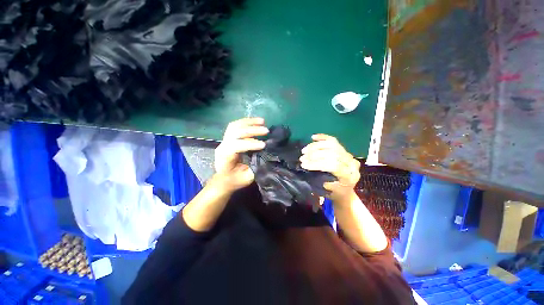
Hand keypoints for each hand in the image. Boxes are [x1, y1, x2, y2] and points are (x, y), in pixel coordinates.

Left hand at [213, 118, 268, 192]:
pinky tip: (256, 122)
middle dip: (252, 130)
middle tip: (266, 131)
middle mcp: (222, 146)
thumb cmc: (234, 180)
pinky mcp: (228, 138)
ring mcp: (224, 140)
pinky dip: (246, 122)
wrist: (222, 179)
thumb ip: (255, 169)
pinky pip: (235, 126)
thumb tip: (266, 158)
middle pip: (235, 132)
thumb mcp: (245, 179)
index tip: (264, 145)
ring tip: (262, 121)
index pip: (235, 146)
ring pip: (235, 126)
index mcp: (225, 157)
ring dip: (249, 122)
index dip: (250, 144)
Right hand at [300, 134, 360, 200]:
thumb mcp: (328, 191)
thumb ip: (321, 179)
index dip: (317, 164)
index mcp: (349, 176)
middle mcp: (351, 163)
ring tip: (304, 150)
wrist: (346, 191)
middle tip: (302, 158)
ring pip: (332, 145)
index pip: (333, 165)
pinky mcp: (344, 150)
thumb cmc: (336, 193)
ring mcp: (348, 155)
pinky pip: (333, 141)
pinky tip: (313, 137)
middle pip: (332, 153)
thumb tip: (308, 166)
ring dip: (315, 146)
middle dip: (314, 155)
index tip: (304, 165)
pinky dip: (322, 138)